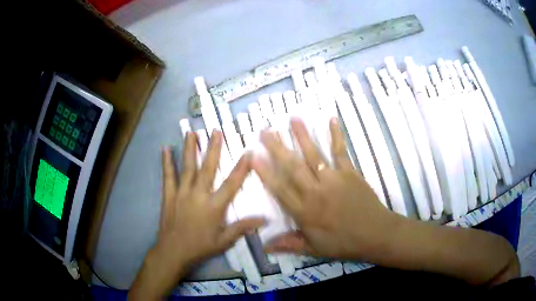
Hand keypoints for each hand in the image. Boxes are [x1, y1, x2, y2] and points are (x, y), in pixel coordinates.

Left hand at [129, 131, 262, 299]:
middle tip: (216, 130)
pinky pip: (168, 175)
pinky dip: (167, 162)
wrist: (173, 251)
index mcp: (214, 206)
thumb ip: (242, 228)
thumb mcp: (224, 241)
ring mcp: (182, 193)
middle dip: (213, 148)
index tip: (248, 151)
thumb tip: (264, 219)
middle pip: (208, 168)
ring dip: (190, 148)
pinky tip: (165, 148)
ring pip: (187, 167)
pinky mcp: (169, 195)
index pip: (231, 183)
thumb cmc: (200, 247)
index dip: (241, 167)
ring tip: (192, 132)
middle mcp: (198, 195)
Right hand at [252, 118, 400, 260]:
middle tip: (265, 131)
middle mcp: (316, 192)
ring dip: (302, 136)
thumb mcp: (314, 250)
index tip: (253, 156)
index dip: (265, 172)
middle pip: (293, 167)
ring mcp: (334, 180)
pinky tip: (331, 120)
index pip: (280, 189)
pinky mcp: (350, 173)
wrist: (376, 234)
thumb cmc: (343, 243)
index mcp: (305, 212)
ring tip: (292, 118)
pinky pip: (340, 152)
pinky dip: (336, 135)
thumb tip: (264, 247)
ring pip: (314, 155)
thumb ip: (289, 245)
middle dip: (277, 148)